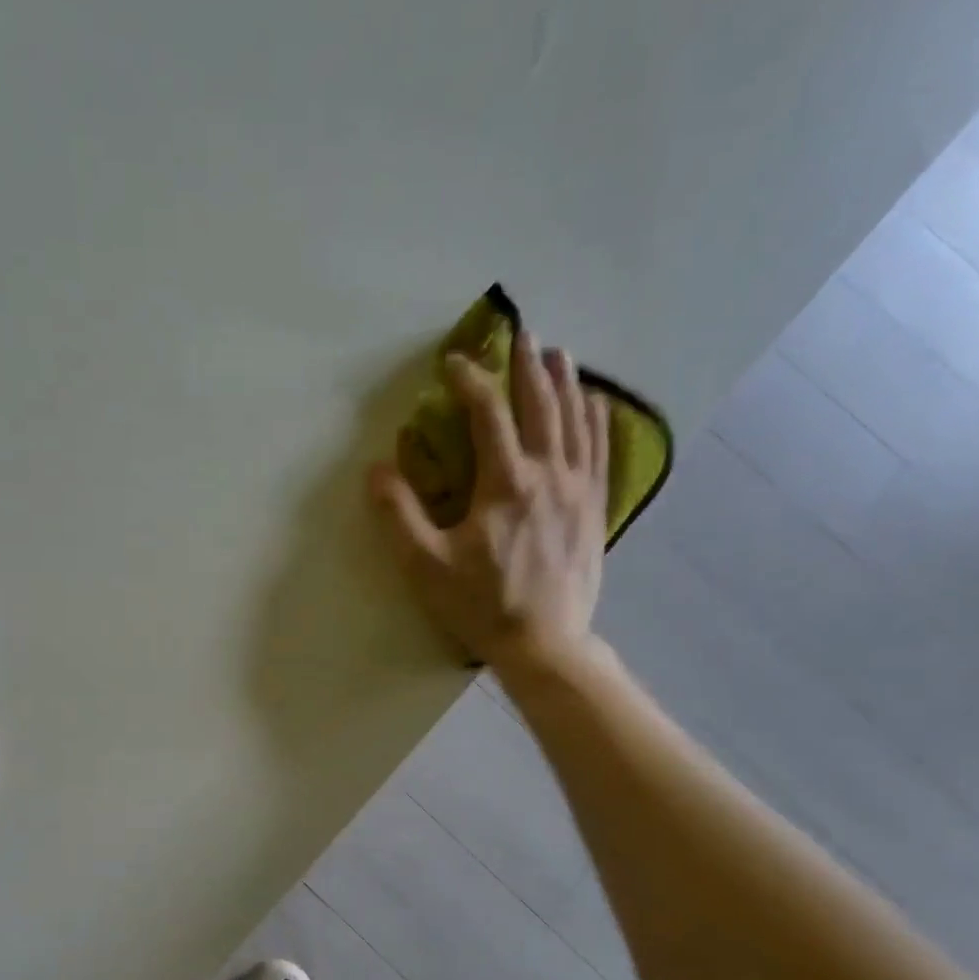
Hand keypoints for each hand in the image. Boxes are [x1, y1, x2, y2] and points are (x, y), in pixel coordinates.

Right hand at [370, 328, 610, 668]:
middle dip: (528, 367)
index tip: (453, 363)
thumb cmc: (480, 604)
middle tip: (521, 335)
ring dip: (566, 384)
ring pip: (577, 422)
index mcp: (505, 483)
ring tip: (559, 355)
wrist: (544, 644)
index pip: (488, 415)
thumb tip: (376, 469)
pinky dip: (598, 421)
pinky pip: (602, 452)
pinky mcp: (595, 509)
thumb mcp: (426, 564)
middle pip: (541, 406)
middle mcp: (548, 475)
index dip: (470, 381)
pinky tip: (597, 403)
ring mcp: (579, 491)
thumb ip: (399, 514)